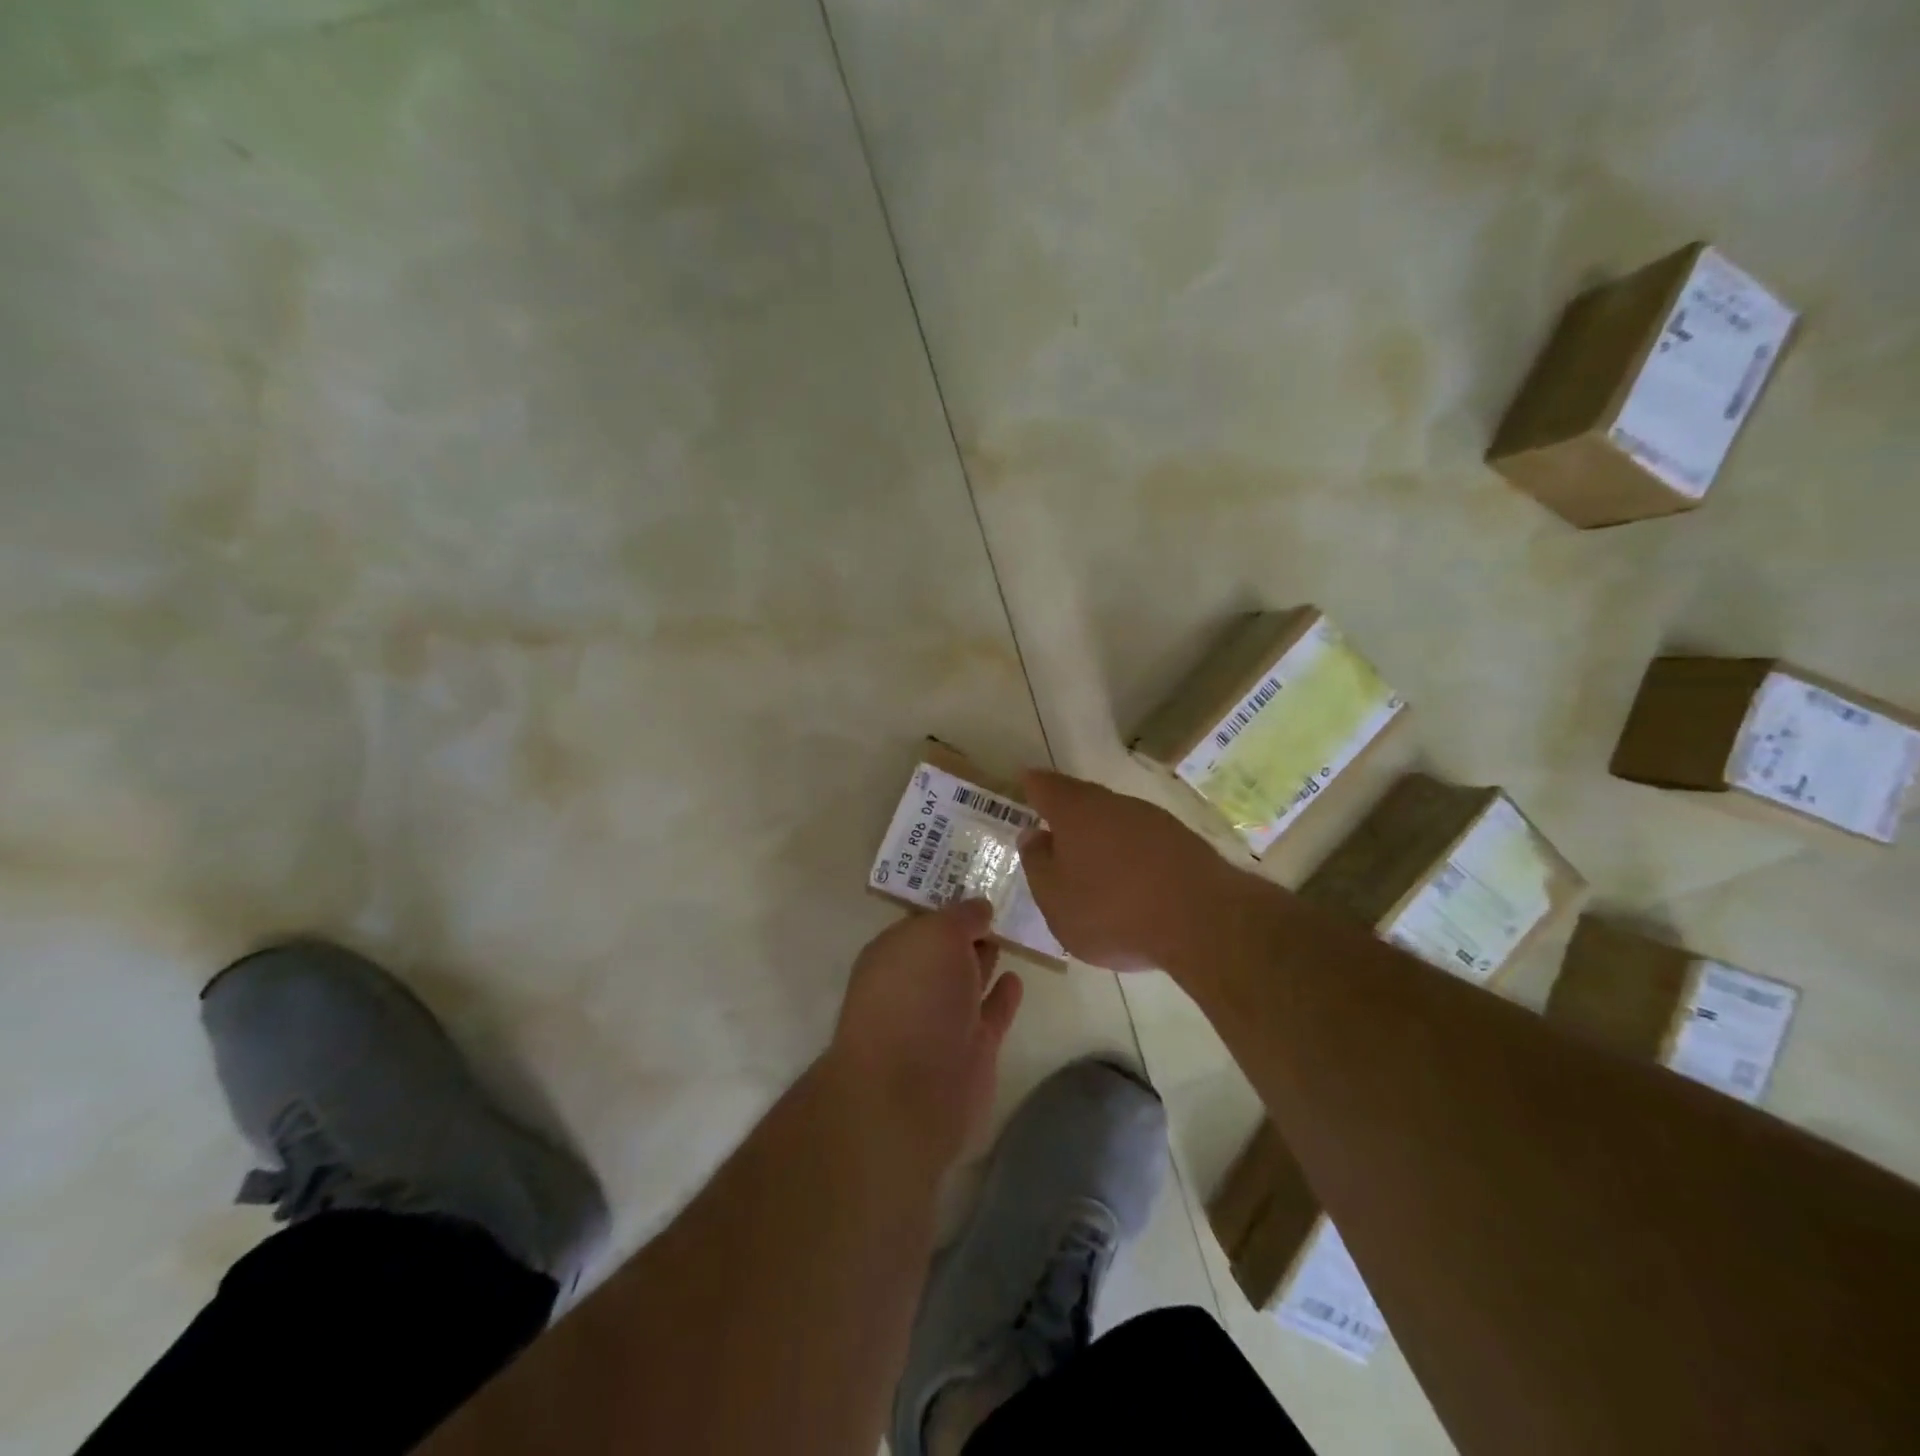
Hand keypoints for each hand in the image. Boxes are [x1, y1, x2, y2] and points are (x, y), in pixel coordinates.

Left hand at [829, 899, 1023, 1168]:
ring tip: (1012, 934)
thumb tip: (980, 908)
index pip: (924, 921)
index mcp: (893, 953)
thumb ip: (960, 917)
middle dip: (966, 932)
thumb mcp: (936, 935)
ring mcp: (941, 1020)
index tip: (980, 887)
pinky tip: (1018, 979)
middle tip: (1003, 905)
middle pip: (945, 950)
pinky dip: (1003, 997)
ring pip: (967, 980)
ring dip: (984, 960)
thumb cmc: (915, 998)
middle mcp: (913, 984)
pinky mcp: (970, 1051)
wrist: (912, 1092)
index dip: (950, 906)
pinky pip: (991, 1014)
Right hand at [1018, 770, 1245, 972]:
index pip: (1045, 786)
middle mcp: (1114, 804)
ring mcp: (1154, 820)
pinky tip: (1131, 881)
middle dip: (1068, 814)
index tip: (1025, 785)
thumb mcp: (1055, 899)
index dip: (1032, 786)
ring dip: (1102, 836)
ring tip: (1093, 865)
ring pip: (1116, 820)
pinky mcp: (1185, 842)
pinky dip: (1131, 855)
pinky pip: (1144, 842)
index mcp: (1075, 811)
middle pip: (1083, 800)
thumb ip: (1038, 864)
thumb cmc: (1112, 910)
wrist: (1203, 921)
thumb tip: (1033, 836)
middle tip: (1054, 833)